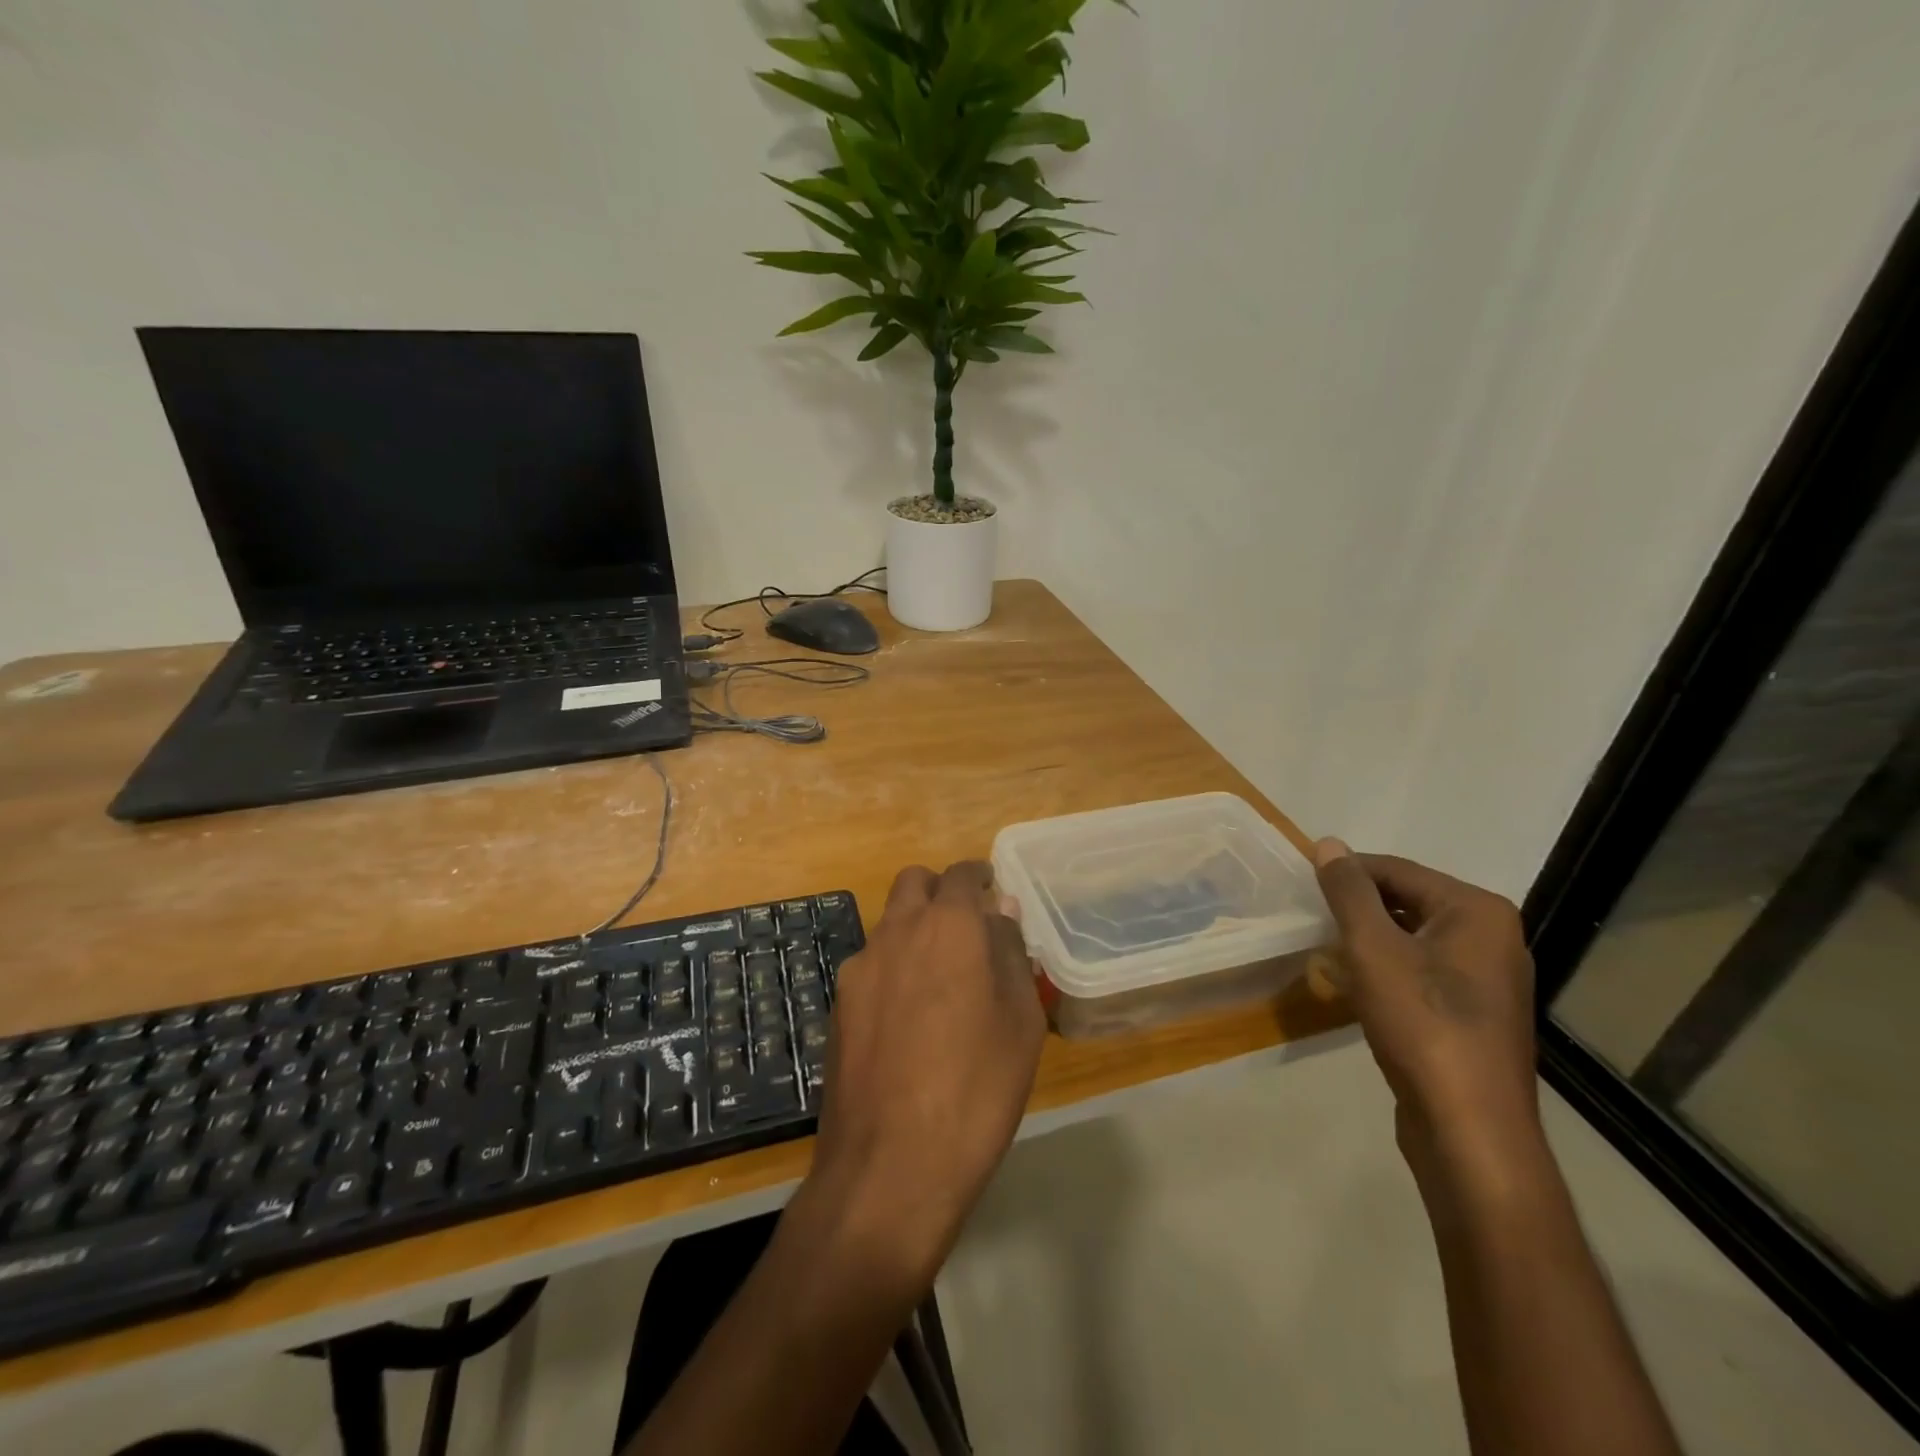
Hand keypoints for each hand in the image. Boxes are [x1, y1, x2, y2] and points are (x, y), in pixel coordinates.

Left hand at [806, 862, 1045, 1283]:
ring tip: (941, 980)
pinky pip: (870, 965)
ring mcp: (859, 968)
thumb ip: (1011, 954)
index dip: (980, 877)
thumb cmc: (976, 1090)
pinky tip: (907, 1019)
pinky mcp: (836, 1006)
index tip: (993, 892)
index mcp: (947, 927)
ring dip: (914, 930)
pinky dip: (892, 968)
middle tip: (967, 929)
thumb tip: (1001, 911)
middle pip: (914, 884)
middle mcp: (896, 932)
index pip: (961, 875)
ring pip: (888, 923)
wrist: (888, 1167)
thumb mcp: (1019, 1022)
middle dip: (940, 892)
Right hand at [1312, 840, 1543, 1193]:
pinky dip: (1385, 971)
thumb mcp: (1372, 948)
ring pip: (1411, 939)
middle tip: (1311, 920)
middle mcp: (1491, 937)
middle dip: (1356, 910)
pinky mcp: (1474, 1013)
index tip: (1302, 884)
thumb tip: (1329, 844)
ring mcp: (1487, 979)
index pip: (1397, 870)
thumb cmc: (1422, 1025)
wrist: (1469, 1128)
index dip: (1346, 873)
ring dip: (1367, 942)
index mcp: (1477, 911)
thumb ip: (1348, 892)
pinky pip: (1421, 972)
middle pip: (1407, 902)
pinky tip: (1354, 988)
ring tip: (1325, 952)